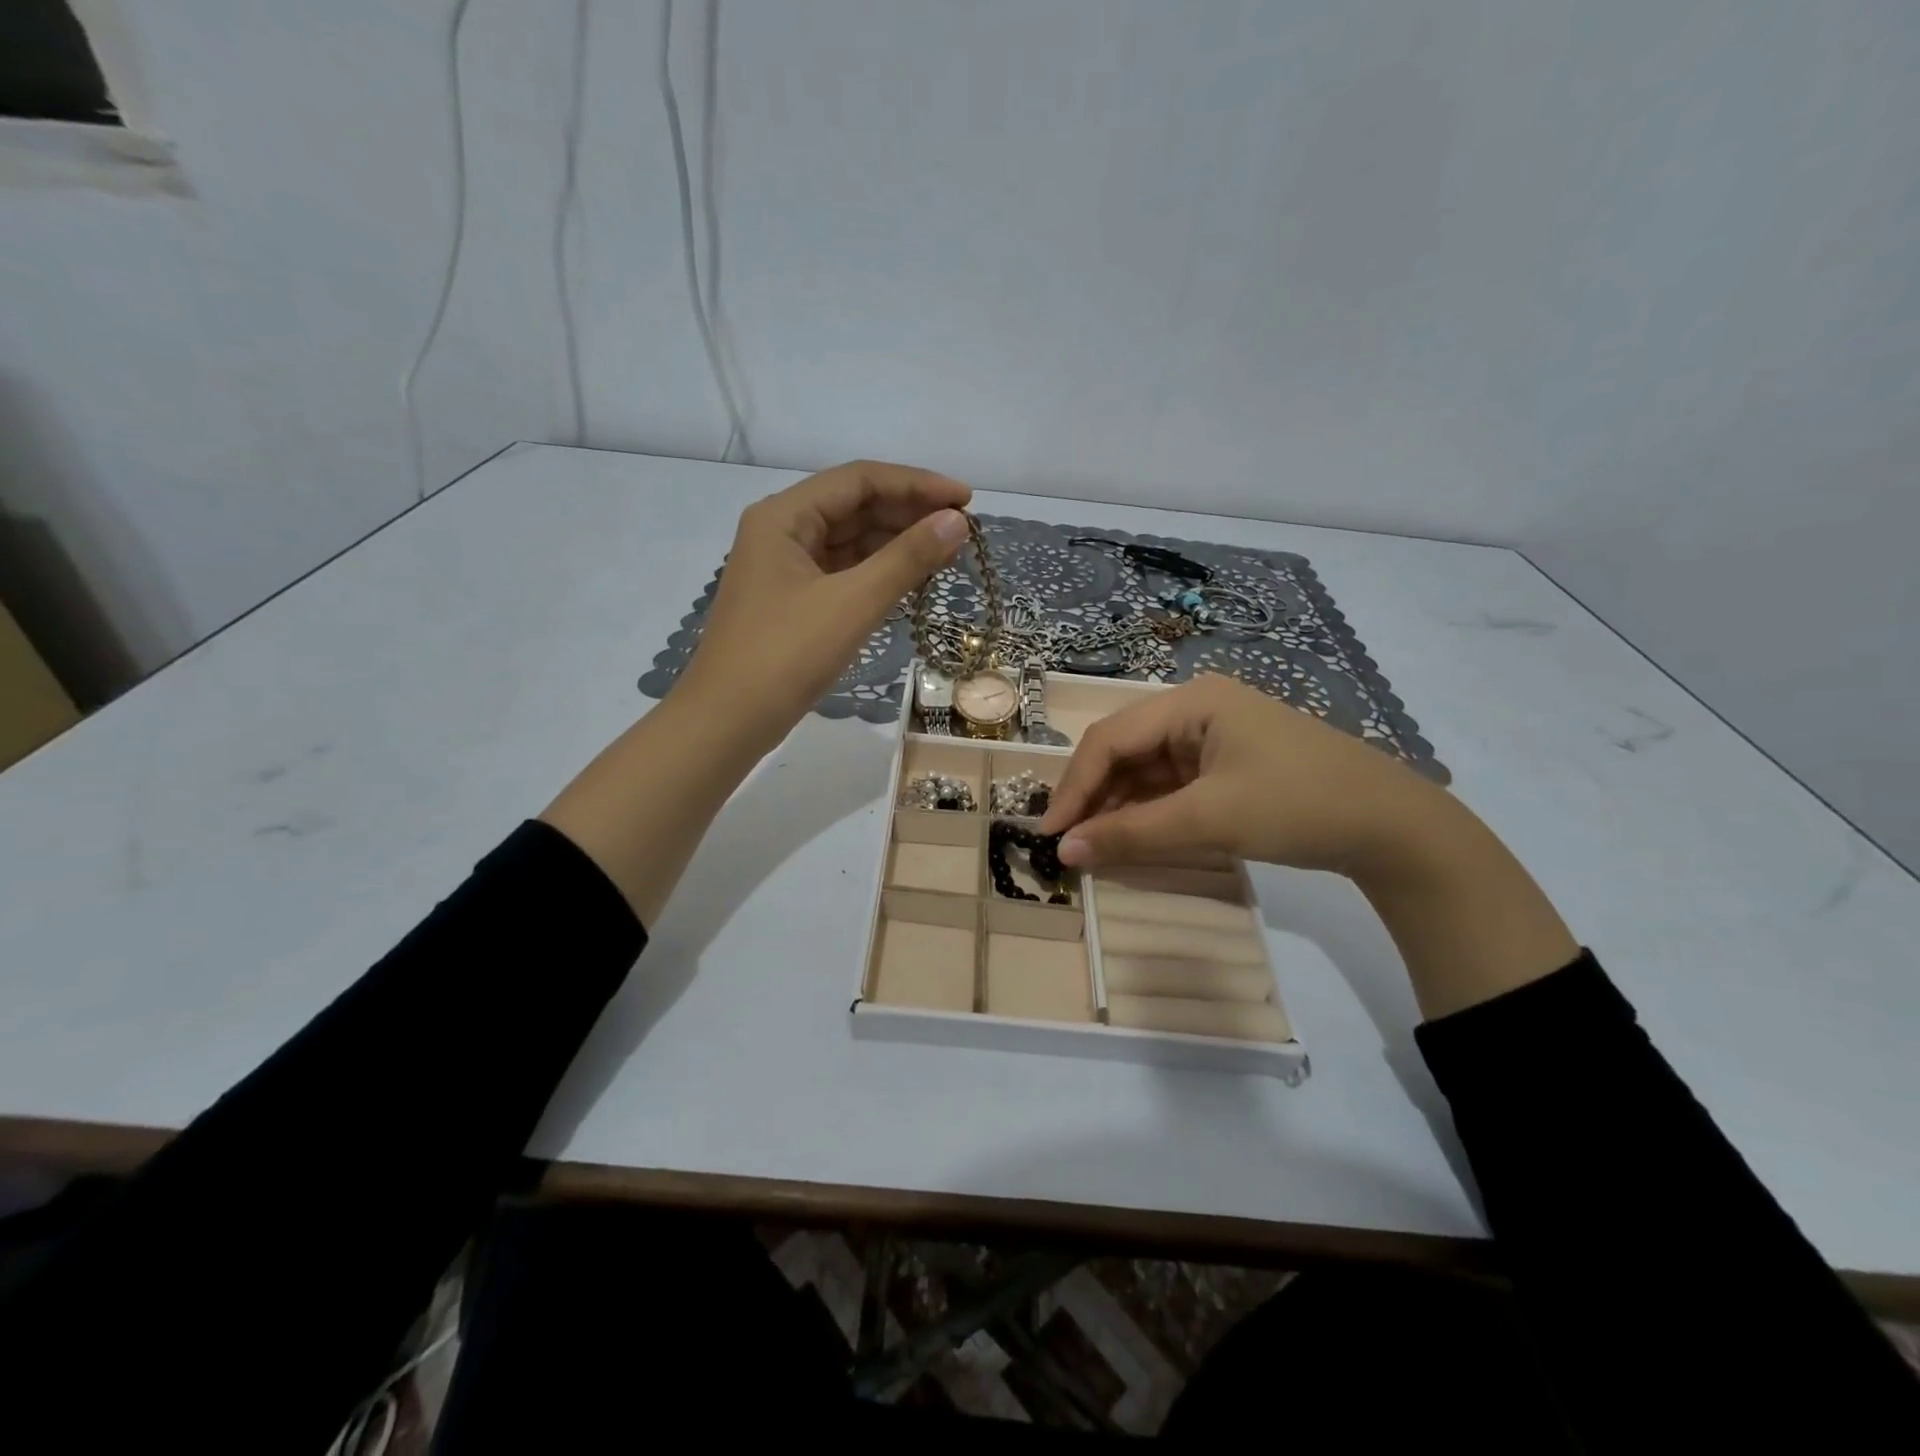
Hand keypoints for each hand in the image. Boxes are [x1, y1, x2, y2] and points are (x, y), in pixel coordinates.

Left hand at [545, 461, 968, 926]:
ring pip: (850, 541)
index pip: (860, 479)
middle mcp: (782, 531)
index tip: (966, 500)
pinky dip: (878, 572)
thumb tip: (957, 521)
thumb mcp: (852, 603)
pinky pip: (843, 572)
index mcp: (784, 516)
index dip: (917, 484)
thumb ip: (907, 558)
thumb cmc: (785, 656)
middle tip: (962, 530)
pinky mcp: (793, 601)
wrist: (727, 722)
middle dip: (909, 513)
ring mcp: (785, 568)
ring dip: (897, 543)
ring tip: (947, 552)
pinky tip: (912, 579)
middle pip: (855, 506)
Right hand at [1040, 673, 1447, 879]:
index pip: (1110, 739)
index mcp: (1190, 701)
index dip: (1073, 786)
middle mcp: (1195, 709)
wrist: (1393, 826)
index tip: (1049, 833)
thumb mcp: (1210, 820)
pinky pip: (1170, 785)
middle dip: (1093, 796)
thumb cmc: (1298, 806)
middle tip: (1067, 843)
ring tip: (1094, 847)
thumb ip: (1132, 834)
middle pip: (1124, 750)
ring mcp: (1212, 737)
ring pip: (1144, 770)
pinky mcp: (1226, 765)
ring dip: (1117, 806)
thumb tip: (1064, 853)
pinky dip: (1148, 812)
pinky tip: (1131, 838)